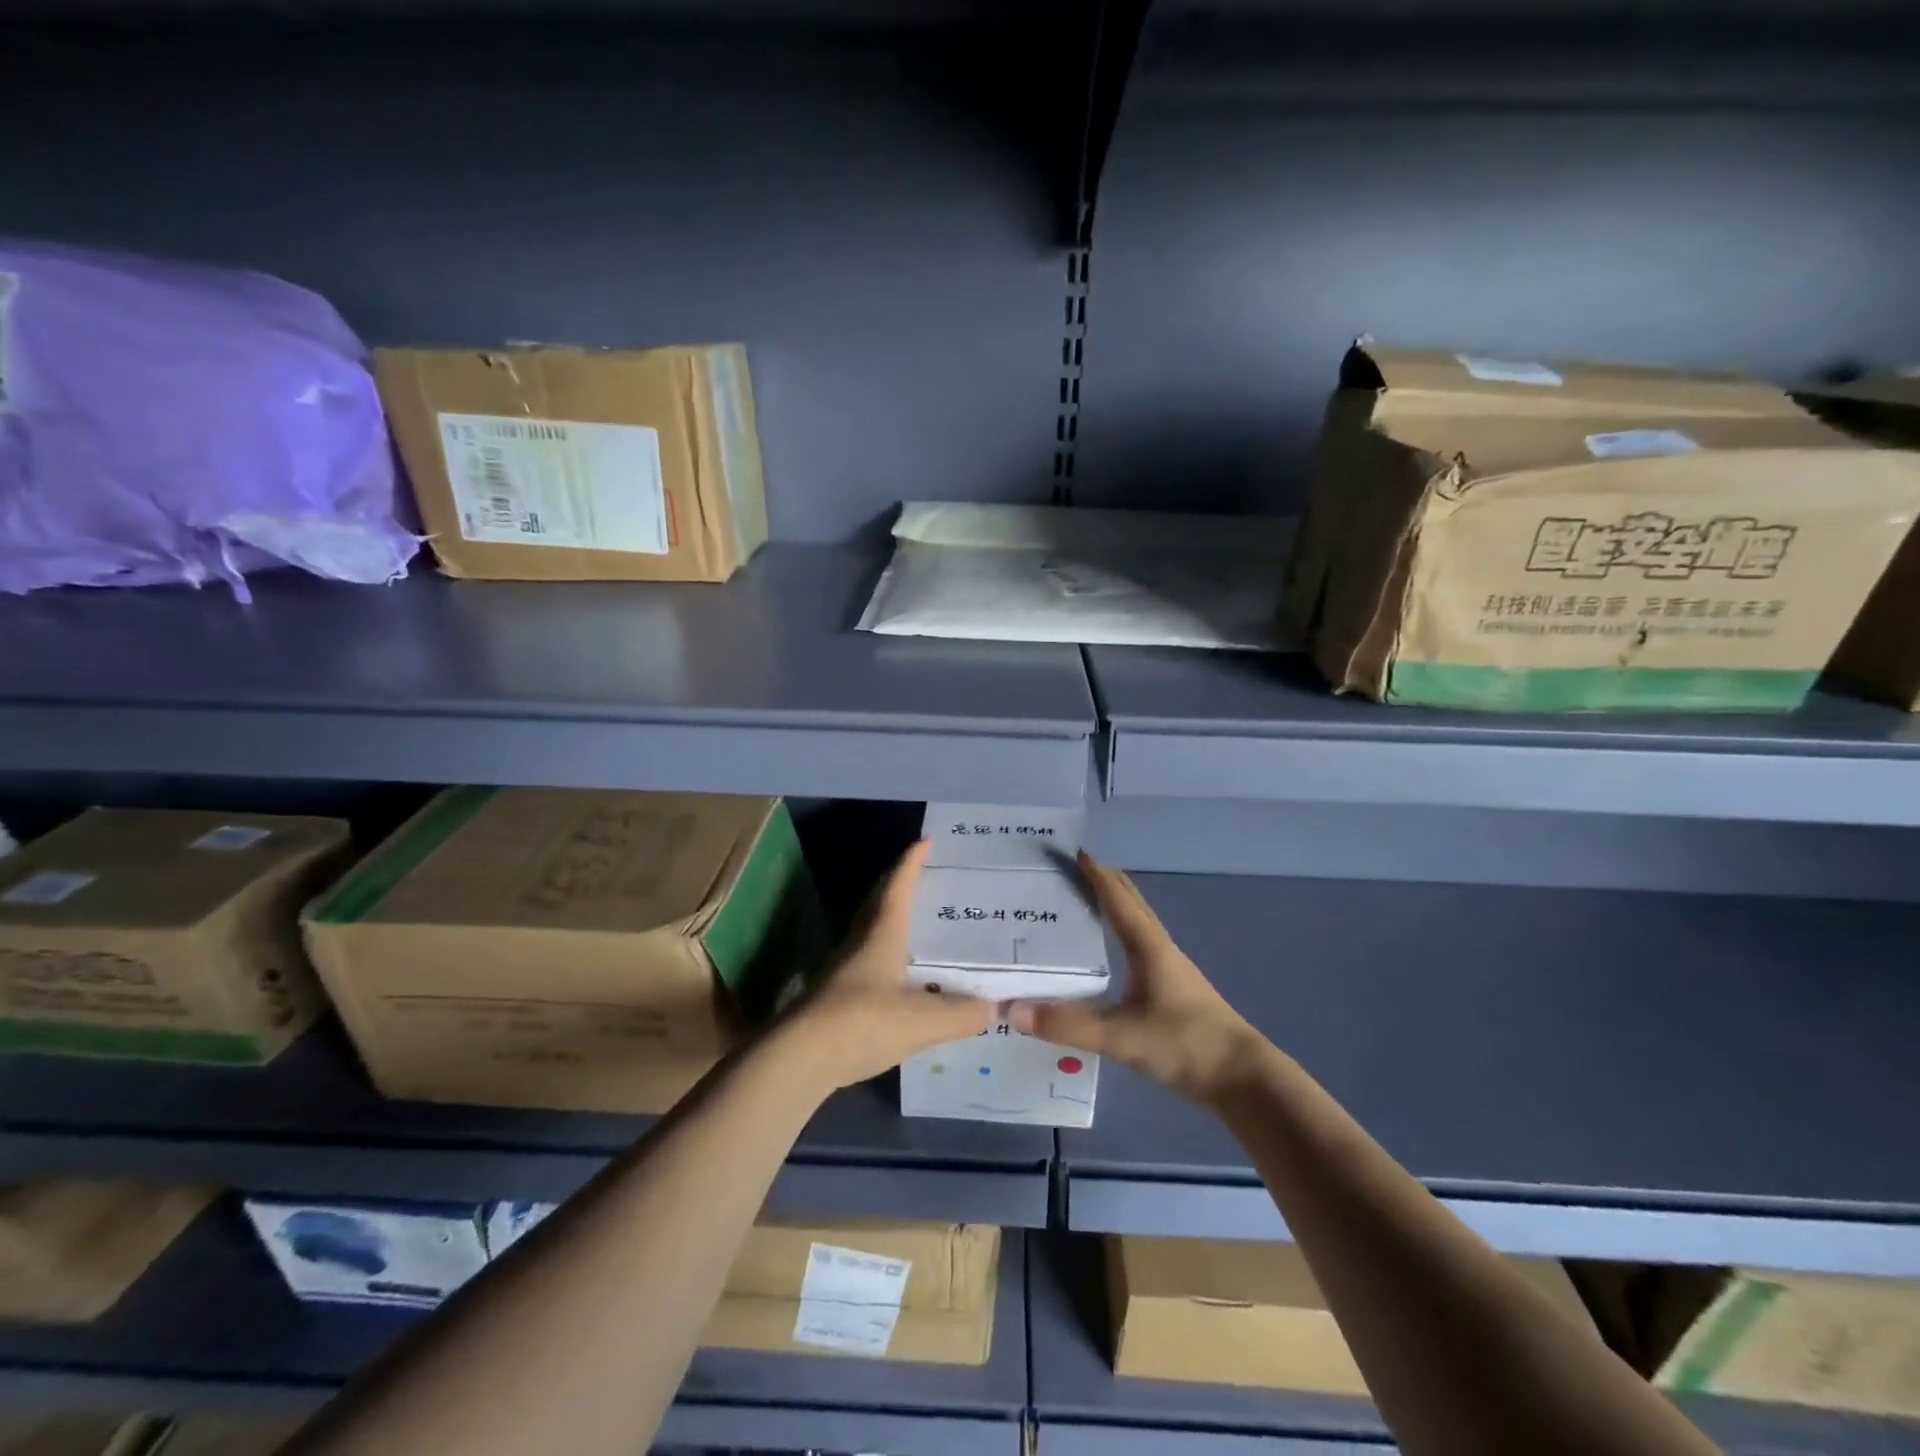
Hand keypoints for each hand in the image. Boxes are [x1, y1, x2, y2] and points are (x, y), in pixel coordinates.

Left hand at [783, 841, 993, 1091]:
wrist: (799, 1058)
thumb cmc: (863, 1022)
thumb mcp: (923, 1020)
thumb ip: (961, 1015)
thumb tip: (992, 1008)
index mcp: (881, 934)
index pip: (898, 887)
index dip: (911, 863)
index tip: (925, 841)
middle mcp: (859, 943)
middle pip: (878, 903)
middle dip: (898, 885)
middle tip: (922, 877)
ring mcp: (843, 970)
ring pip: (869, 932)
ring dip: (889, 921)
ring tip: (915, 924)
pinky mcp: (834, 998)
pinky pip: (865, 963)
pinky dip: (884, 957)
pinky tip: (898, 978)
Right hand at [1009, 851, 1267, 1104]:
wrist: (1243, 1078)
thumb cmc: (1186, 1045)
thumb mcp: (1122, 1037)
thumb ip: (1068, 1025)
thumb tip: (1012, 1009)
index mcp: (1148, 946)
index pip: (1117, 897)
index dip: (1095, 872)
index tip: (1070, 850)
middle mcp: (1159, 948)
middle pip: (1130, 902)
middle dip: (1102, 880)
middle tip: (1067, 870)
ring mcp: (1169, 968)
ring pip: (1137, 923)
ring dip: (1112, 905)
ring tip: (1078, 904)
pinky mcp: (1172, 988)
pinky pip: (1139, 945)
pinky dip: (1119, 932)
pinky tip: (1105, 952)